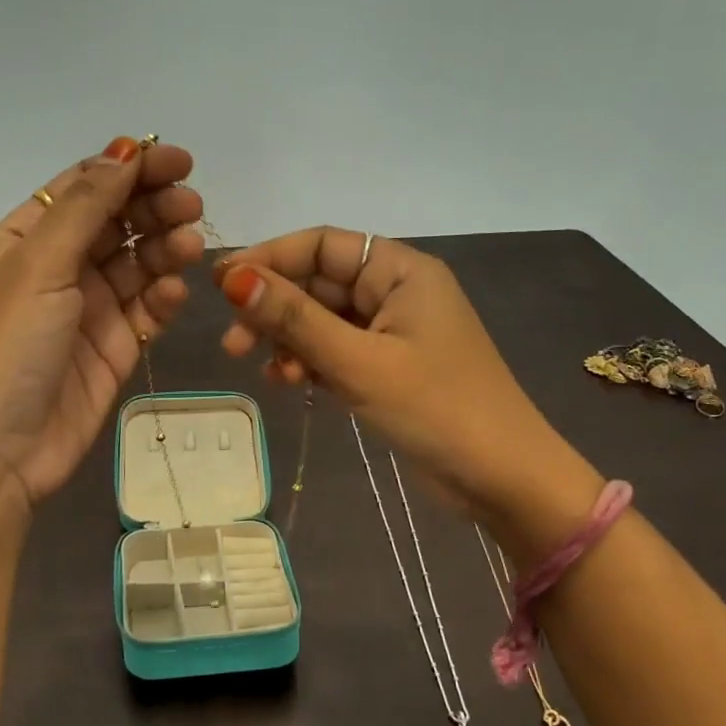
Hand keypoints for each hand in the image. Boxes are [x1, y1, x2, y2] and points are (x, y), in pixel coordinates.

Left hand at [0, 138, 203, 509]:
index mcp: (28, 238)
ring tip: (190, 246)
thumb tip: (124, 149)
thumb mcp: (38, 265)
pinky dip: (164, 297)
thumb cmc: (6, 347)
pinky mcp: (115, 347)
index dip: (131, 168)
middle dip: (155, 208)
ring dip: (166, 248)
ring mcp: (89, 309)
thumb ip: (85, 207)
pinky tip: (174, 293)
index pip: (86, 187)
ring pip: (139, 263)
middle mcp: (59, 268)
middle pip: (118, 221)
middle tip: (192, 206)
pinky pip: (148, 310)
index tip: (180, 161)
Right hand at [212, 229, 598, 526]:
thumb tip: (233, 279)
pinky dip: (308, 362)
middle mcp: (394, 292)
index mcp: (401, 271)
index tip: (221, 282)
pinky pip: (334, 352)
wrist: (503, 479)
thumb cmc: (437, 409)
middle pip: (317, 284)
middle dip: (273, 309)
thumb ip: (295, 319)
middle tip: (234, 342)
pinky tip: (286, 381)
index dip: (270, 258)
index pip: (323, 245)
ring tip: (259, 366)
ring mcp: (390, 332)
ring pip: (321, 321)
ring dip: (287, 339)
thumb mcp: (358, 361)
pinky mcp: (385, 368)